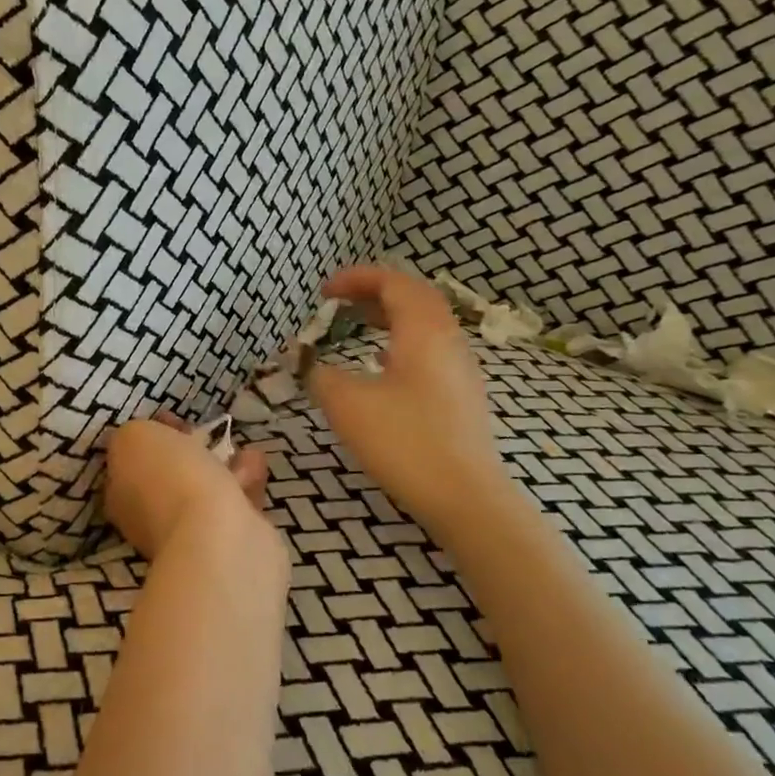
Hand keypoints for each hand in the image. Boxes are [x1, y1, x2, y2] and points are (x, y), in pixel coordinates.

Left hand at [103, 416, 268, 559]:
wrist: (217, 535)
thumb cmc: (169, 479)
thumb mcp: (134, 437)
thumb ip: (135, 434)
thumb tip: (149, 440)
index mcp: (121, 495)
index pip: (131, 462)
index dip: (150, 437)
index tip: (171, 417)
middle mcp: (151, 518)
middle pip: (169, 475)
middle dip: (188, 451)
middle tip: (204, 432)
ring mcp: (191, 533)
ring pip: (205, 488)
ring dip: (220, 464)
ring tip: (236, 444)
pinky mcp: (230, 540)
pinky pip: (235, 500)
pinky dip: (244, 479)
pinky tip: (255, 461)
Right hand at [307, 264, 510, 530]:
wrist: (466, 497)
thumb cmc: (406, 442)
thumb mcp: (347, 404)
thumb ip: (320, 375)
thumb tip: (308, 364)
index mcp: (424, 331)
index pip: (393, 282)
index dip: (357, 279)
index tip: (323, 292)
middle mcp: (448, 340)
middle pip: (414, 297)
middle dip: (374, 292)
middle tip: (339, 302)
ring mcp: (460, 368)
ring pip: (424, 324)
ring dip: (389, 316)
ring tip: (356, 326)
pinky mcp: (461, 395)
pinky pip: (430, 349)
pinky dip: (400, 342)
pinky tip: (381, 365)